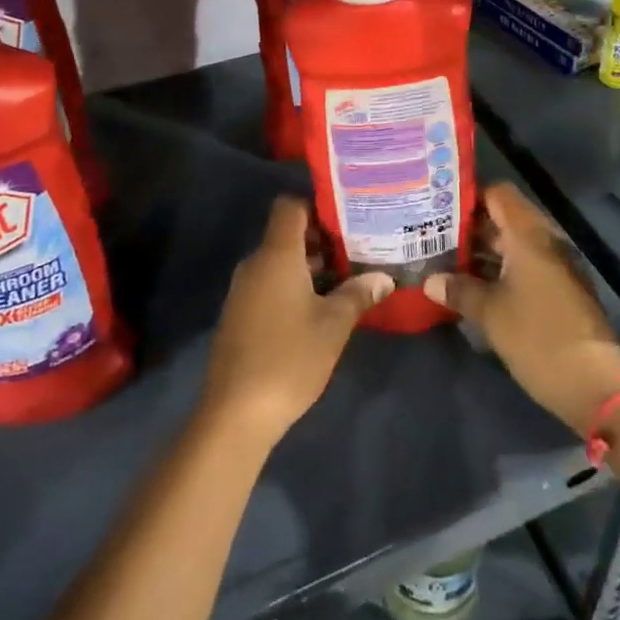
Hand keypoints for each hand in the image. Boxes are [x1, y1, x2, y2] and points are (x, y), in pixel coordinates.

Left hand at [198, 197, 393, 445]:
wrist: (235, 413)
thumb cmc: (289, 357)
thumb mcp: (333, 326)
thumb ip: (358, 294)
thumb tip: (384, 277)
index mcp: (276, 254)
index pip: (289, 206)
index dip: (316, 206)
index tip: (346, 220)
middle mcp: (255, 263)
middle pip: (286, 234)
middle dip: (320, 240)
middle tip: (356, 251)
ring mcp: (242, 290)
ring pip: (278, 262)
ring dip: (307, 267)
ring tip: (344, 280)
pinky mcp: (238, 315)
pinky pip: (267, 284)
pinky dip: (291, 286)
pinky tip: (316, 310)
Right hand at [424, 183, 619, 436]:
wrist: (594, 385)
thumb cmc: (537, 337)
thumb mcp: (489, 313)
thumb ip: (458, 290)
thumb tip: (430, 281)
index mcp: (528, 235)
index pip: (497, 194)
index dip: (469, 197)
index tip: (439, 210)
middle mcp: (545, 241)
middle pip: (504, 219)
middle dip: (470, 229)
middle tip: (434, 239)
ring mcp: (556, 266)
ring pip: (514, 246)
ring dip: (484, 253)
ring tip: (447, 264)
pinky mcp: (561, 290)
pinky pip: (525, 267)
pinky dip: (501, 271)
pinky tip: (475, 289)